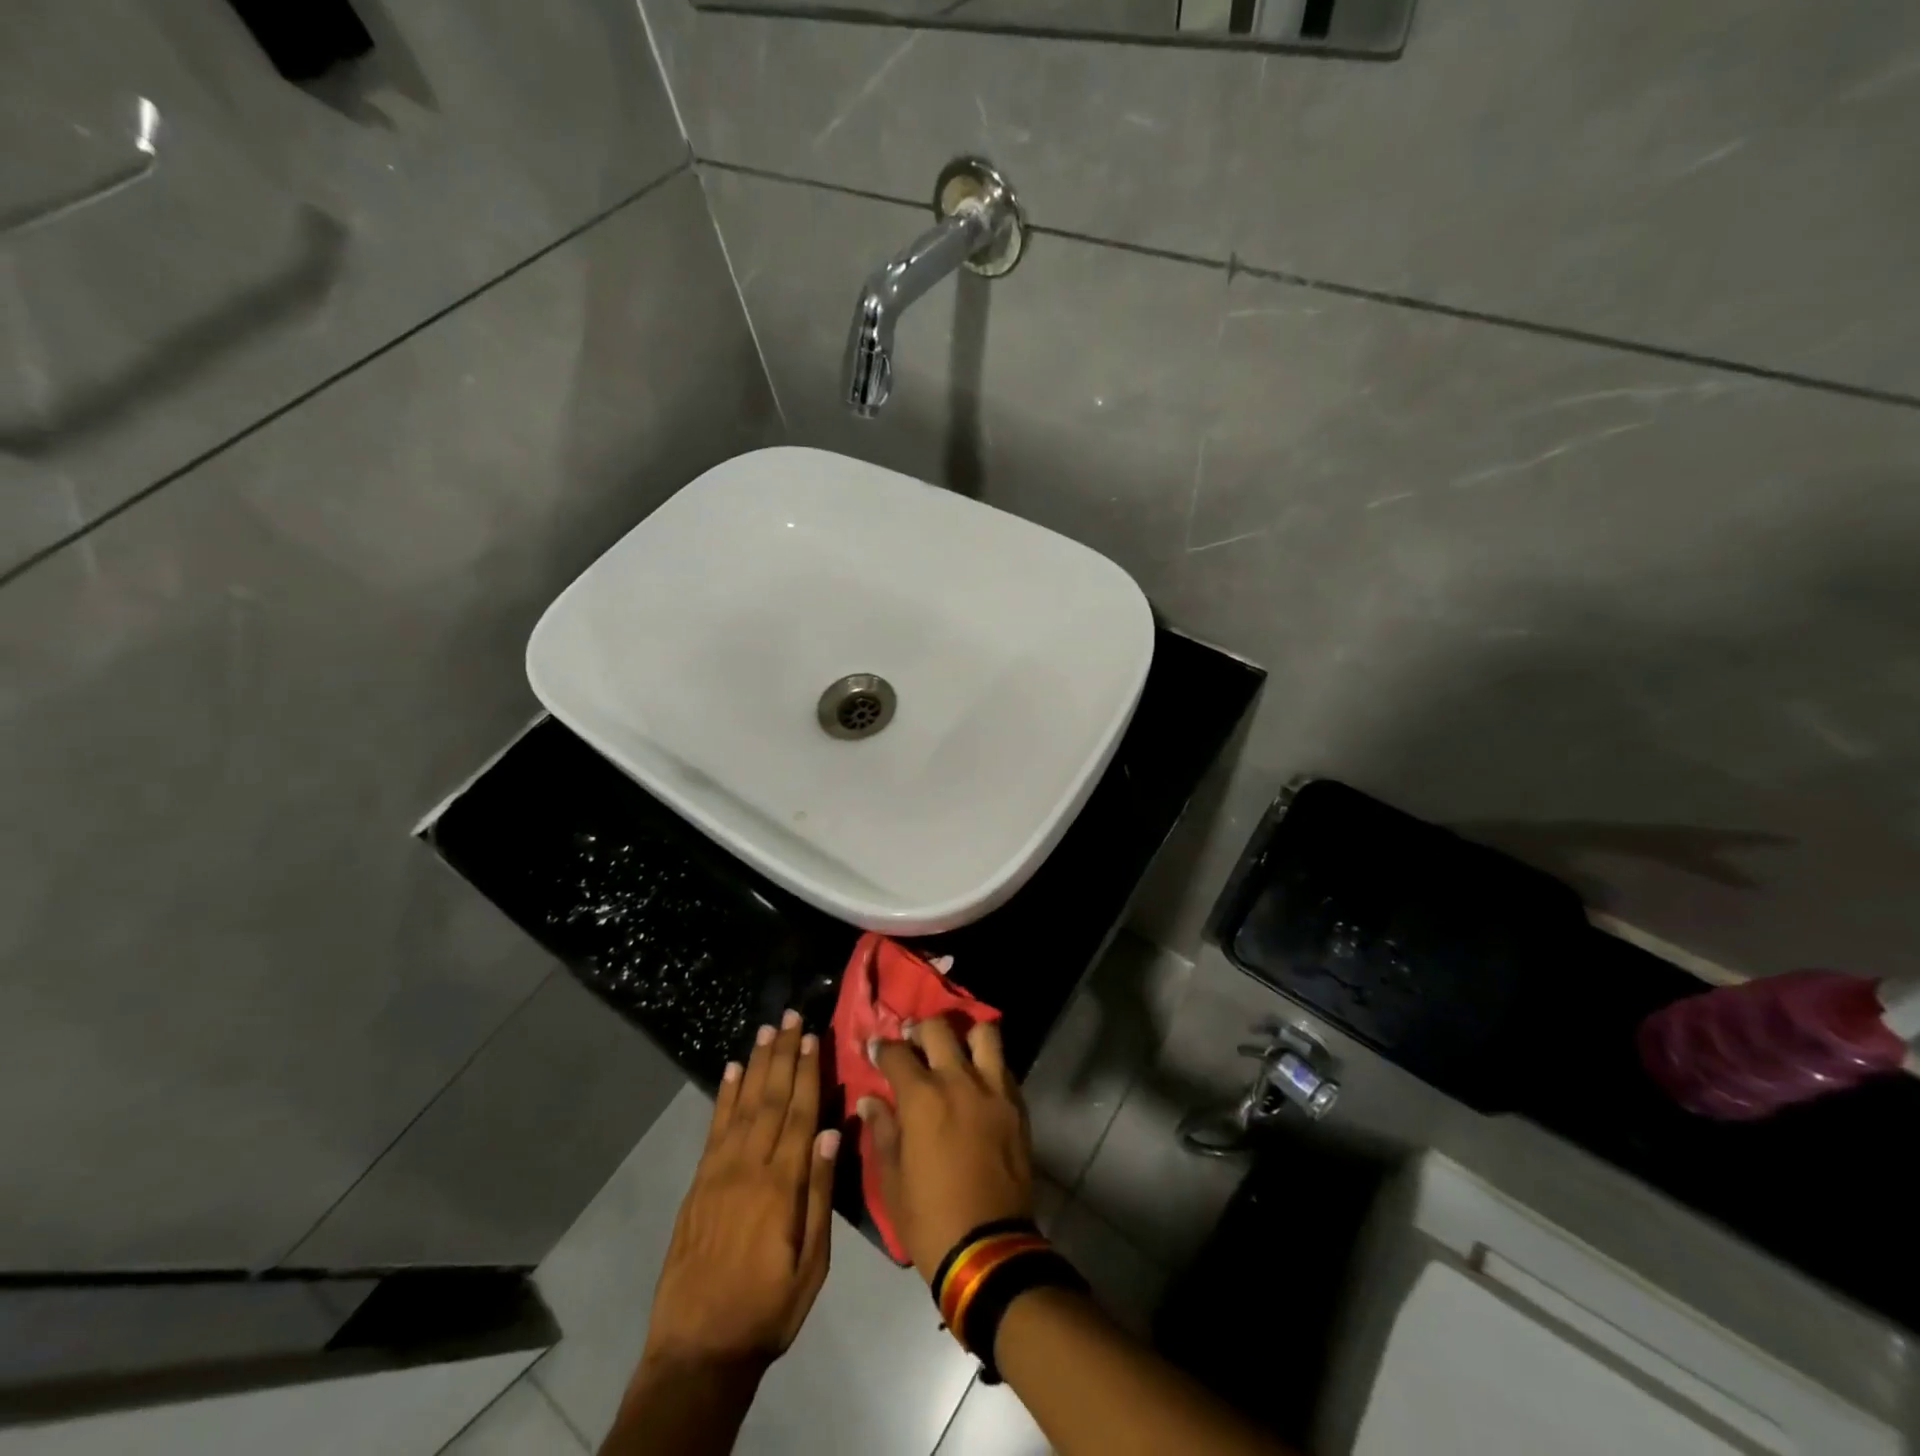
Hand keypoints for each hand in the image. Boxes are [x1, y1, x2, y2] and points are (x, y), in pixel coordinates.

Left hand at [643, 1012, 840, 1371]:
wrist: (698, 1351)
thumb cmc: (768, 1309)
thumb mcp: (812, 1265)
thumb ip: (821, 1194)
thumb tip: (833, 1132)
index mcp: (782, 1185)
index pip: (800, 1113)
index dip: (808, 1072)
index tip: (813, 1036)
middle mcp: (749, 1167)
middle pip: (770, 1098)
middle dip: (783, 1054)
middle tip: (790, 1016)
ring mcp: (718, 1173)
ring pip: (742, 1105)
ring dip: (755, 1065)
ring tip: (765, 1031)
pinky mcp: (698, 1184)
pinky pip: (713, 1129)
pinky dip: (723, 1097)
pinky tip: (730, 1073)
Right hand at [861, 1016, 1034, 1285]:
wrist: (989, 1249)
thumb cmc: (930, 1219)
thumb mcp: (892, 1181)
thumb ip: (882, 1131)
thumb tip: (870, 1100)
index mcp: (922, 1099)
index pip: (897, 1053)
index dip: (882, 1047)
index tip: (876, 1048)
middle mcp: (959, 1081)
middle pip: (938, 1029)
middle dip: (919, 1030)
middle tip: (912, 1042)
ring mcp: (993, 1090)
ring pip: (983, 1034)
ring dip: (964, 1035)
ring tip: (953, 1050)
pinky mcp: (1017, 1105)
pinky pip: (1003, 1066)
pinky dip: (988, 1063)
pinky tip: (977, 1080)